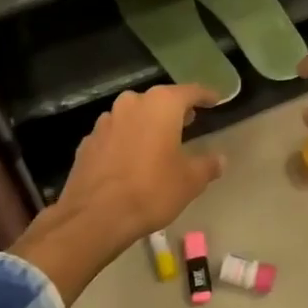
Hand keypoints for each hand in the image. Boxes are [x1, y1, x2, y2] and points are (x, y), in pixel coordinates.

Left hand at [55, 83, 225, 239]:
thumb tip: (220, 160)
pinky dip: (126, 140)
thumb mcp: (190, 181)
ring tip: (159, 140)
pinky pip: (114, 134)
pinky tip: (130, 158)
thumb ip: (207, 165)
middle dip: (174, 109)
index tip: (216, 101)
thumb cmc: (151, 190)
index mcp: (161, 105)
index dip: (205, 96)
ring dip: (147, 123)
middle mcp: (132, 104)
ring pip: (133, 115)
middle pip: (158, 100)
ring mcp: (105, 121)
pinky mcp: (88, 141)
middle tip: (189, 120)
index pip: (190, 91)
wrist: (95, 216)